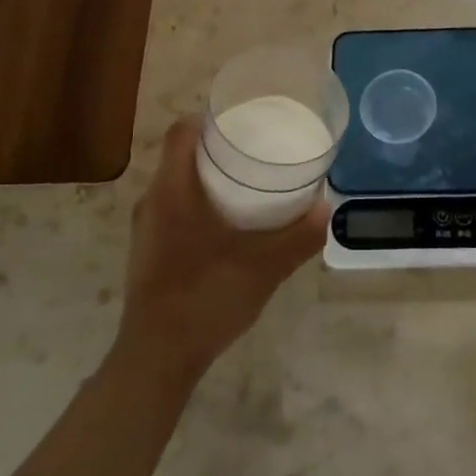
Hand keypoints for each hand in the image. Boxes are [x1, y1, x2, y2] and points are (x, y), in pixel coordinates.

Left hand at [114, 116, 328, 385]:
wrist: (158, 358)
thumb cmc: (205, 298)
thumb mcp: (263, 267)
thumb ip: (299, 237)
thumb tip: (327, 208)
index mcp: (172, 191)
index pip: (180, 133)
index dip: (208, 118)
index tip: (242, 119)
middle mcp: (153, 202)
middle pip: (180, 156)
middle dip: (217, 148)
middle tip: (257, 150)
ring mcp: (147, 229)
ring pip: (177, 185)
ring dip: (208, 178)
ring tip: (248, 184)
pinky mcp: (149, 252)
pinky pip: (174, 210)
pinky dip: (200, 204)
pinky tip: (229, 226)